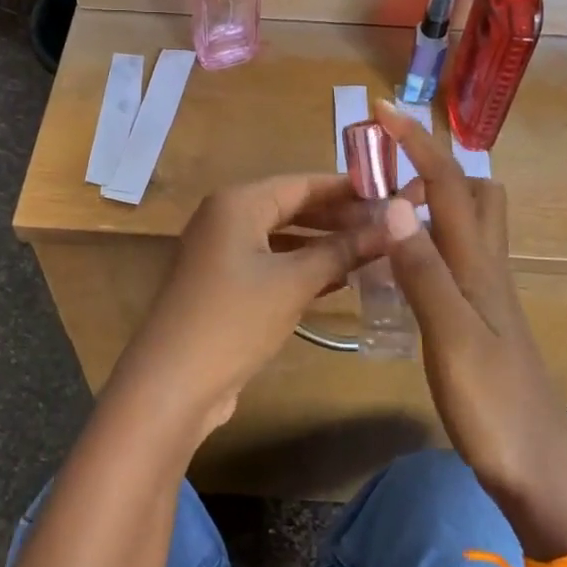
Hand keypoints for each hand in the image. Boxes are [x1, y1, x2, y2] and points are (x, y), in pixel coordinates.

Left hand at [105, 174, 386, 444]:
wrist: (173, 383)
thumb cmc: (235, 319)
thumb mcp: (295, 282)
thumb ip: (343, 250)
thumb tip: (392, 226)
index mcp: (238, 202)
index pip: (303, 183)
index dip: (348, 188)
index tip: (391, 193)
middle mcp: (226, 218)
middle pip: (292, 207)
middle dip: (339, 218)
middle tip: (388, 227)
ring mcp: (222, 252)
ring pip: (283, 238)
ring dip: (324, 245)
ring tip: (373, 251)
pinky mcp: (224, 284)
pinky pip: (271, 263)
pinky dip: (302, 268)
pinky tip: (339, 280)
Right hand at [371, 102, 566, 508]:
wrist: (539, 469)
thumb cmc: (494, 406)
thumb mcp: (451, 337)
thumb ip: (423, 271)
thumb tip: (393, 204)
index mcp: (478, 264)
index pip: (448, 185)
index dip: (417, 143)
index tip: (383, 110)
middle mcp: (488, 268)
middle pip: (475, 193)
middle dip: (434, 166)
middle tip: (386, 174)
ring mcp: (488, 295)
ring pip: (469, 225)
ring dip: (434, 202)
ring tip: (386, 212)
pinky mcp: (482, 319)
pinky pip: (456, 259)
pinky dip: (429, 242)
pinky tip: (403, 266)